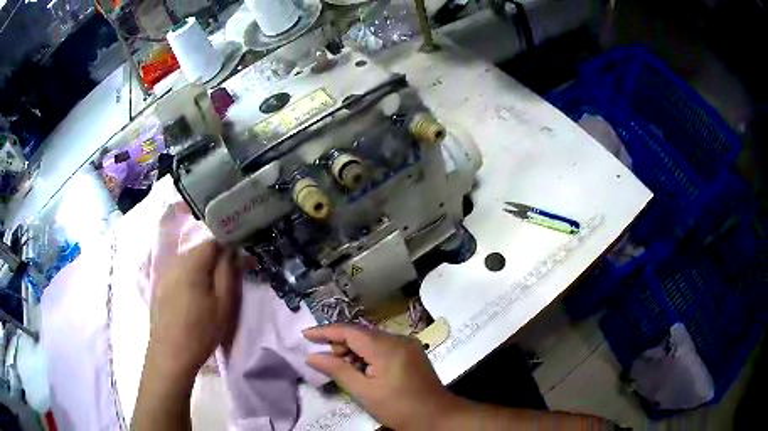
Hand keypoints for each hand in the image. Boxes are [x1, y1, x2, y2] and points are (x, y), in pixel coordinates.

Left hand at [147, 240, 241, 380]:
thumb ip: (229, 272)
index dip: (230, 249)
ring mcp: (165, 274)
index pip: (214, 242)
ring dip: (203, 270)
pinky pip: (179, 273)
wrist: (171, 355)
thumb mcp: (223, 303)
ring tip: (212, 292)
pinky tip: (194, 299)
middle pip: (200, 251)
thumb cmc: (201, 331)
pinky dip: (191, 279)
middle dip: (216, 260)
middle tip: (229, 282)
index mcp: (191, 262)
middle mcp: (175, 262)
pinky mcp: (160, 287)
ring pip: (189, 262)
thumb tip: (234, 250)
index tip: (241, 264)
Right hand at [303, 325, 463, 430]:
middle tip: (326, 361)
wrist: (437, 417)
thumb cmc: (399, 408)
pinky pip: (383, 346)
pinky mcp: (412, 352)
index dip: (325, 331)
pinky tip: (362, 369)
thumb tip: (312, 356)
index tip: (305, 335)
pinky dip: (368, 354)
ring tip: (344, 368)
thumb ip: (338, 370)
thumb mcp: (364, 392)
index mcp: (386, 347)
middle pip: (361, 333)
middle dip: (340, 343)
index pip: (349, 331)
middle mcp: (398, 339)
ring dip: (354, 350)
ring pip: (372, 339)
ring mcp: (407, 344)